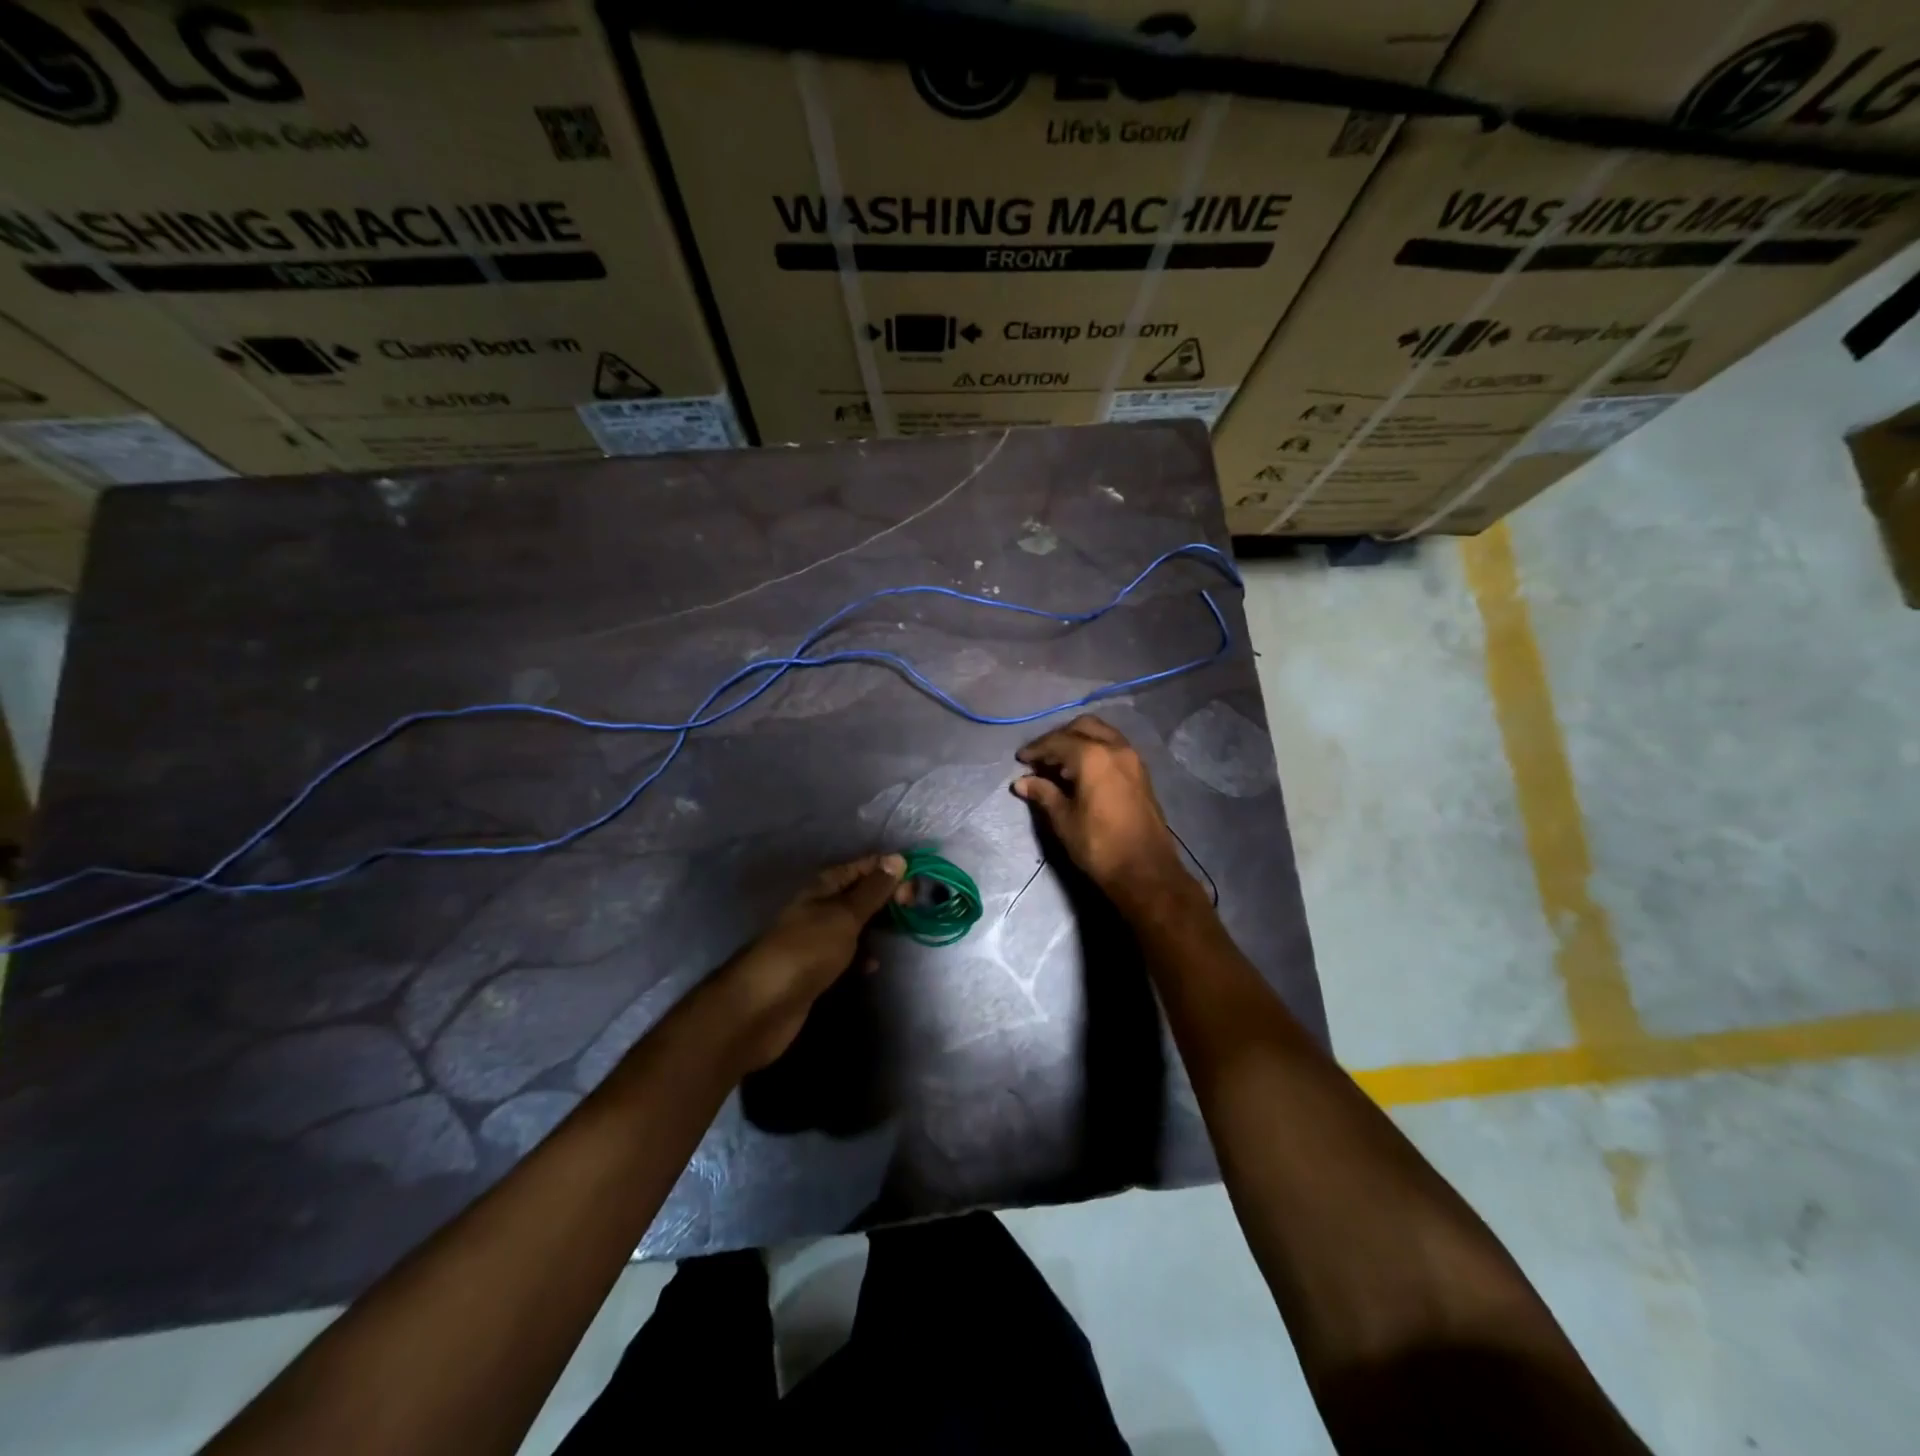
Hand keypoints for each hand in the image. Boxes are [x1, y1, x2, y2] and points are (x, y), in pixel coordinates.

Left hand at [713, 853, 906, 1070]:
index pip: (861, 867)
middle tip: (913, 910)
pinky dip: (861, 955)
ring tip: (902, 933)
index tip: (916, 884)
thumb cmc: (806, 951)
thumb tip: (896, 858)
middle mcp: (818, 908)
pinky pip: (846, 953)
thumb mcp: (845, 916)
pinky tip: (872, 966)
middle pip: (858, 894)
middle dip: (885, 898)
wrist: (762, 1006)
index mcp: (823, 887)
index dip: (888, 870)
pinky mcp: (815, 969)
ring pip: (853, 925)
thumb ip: (872, 891)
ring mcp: (815, 940)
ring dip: (876, 927)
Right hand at [1012, 715, 1188, 907]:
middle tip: (1041, 758)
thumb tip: (1021, 782)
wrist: (1145, 871)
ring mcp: (1133, 759)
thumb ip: (1043, 793)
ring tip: (1060, 764)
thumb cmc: (1099, 845)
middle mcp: (1116, 748)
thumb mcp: (1064, 820)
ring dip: (1079, 741)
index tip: (1021, 759)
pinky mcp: (1141, 773)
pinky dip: (1095, 750)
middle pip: (1083, 727)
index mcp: (1093, 756)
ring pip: (1102, 734)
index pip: (1058, 741)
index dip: (1036, 749)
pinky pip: (1114, 748)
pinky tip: (1082, 772)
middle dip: (1059, 738)